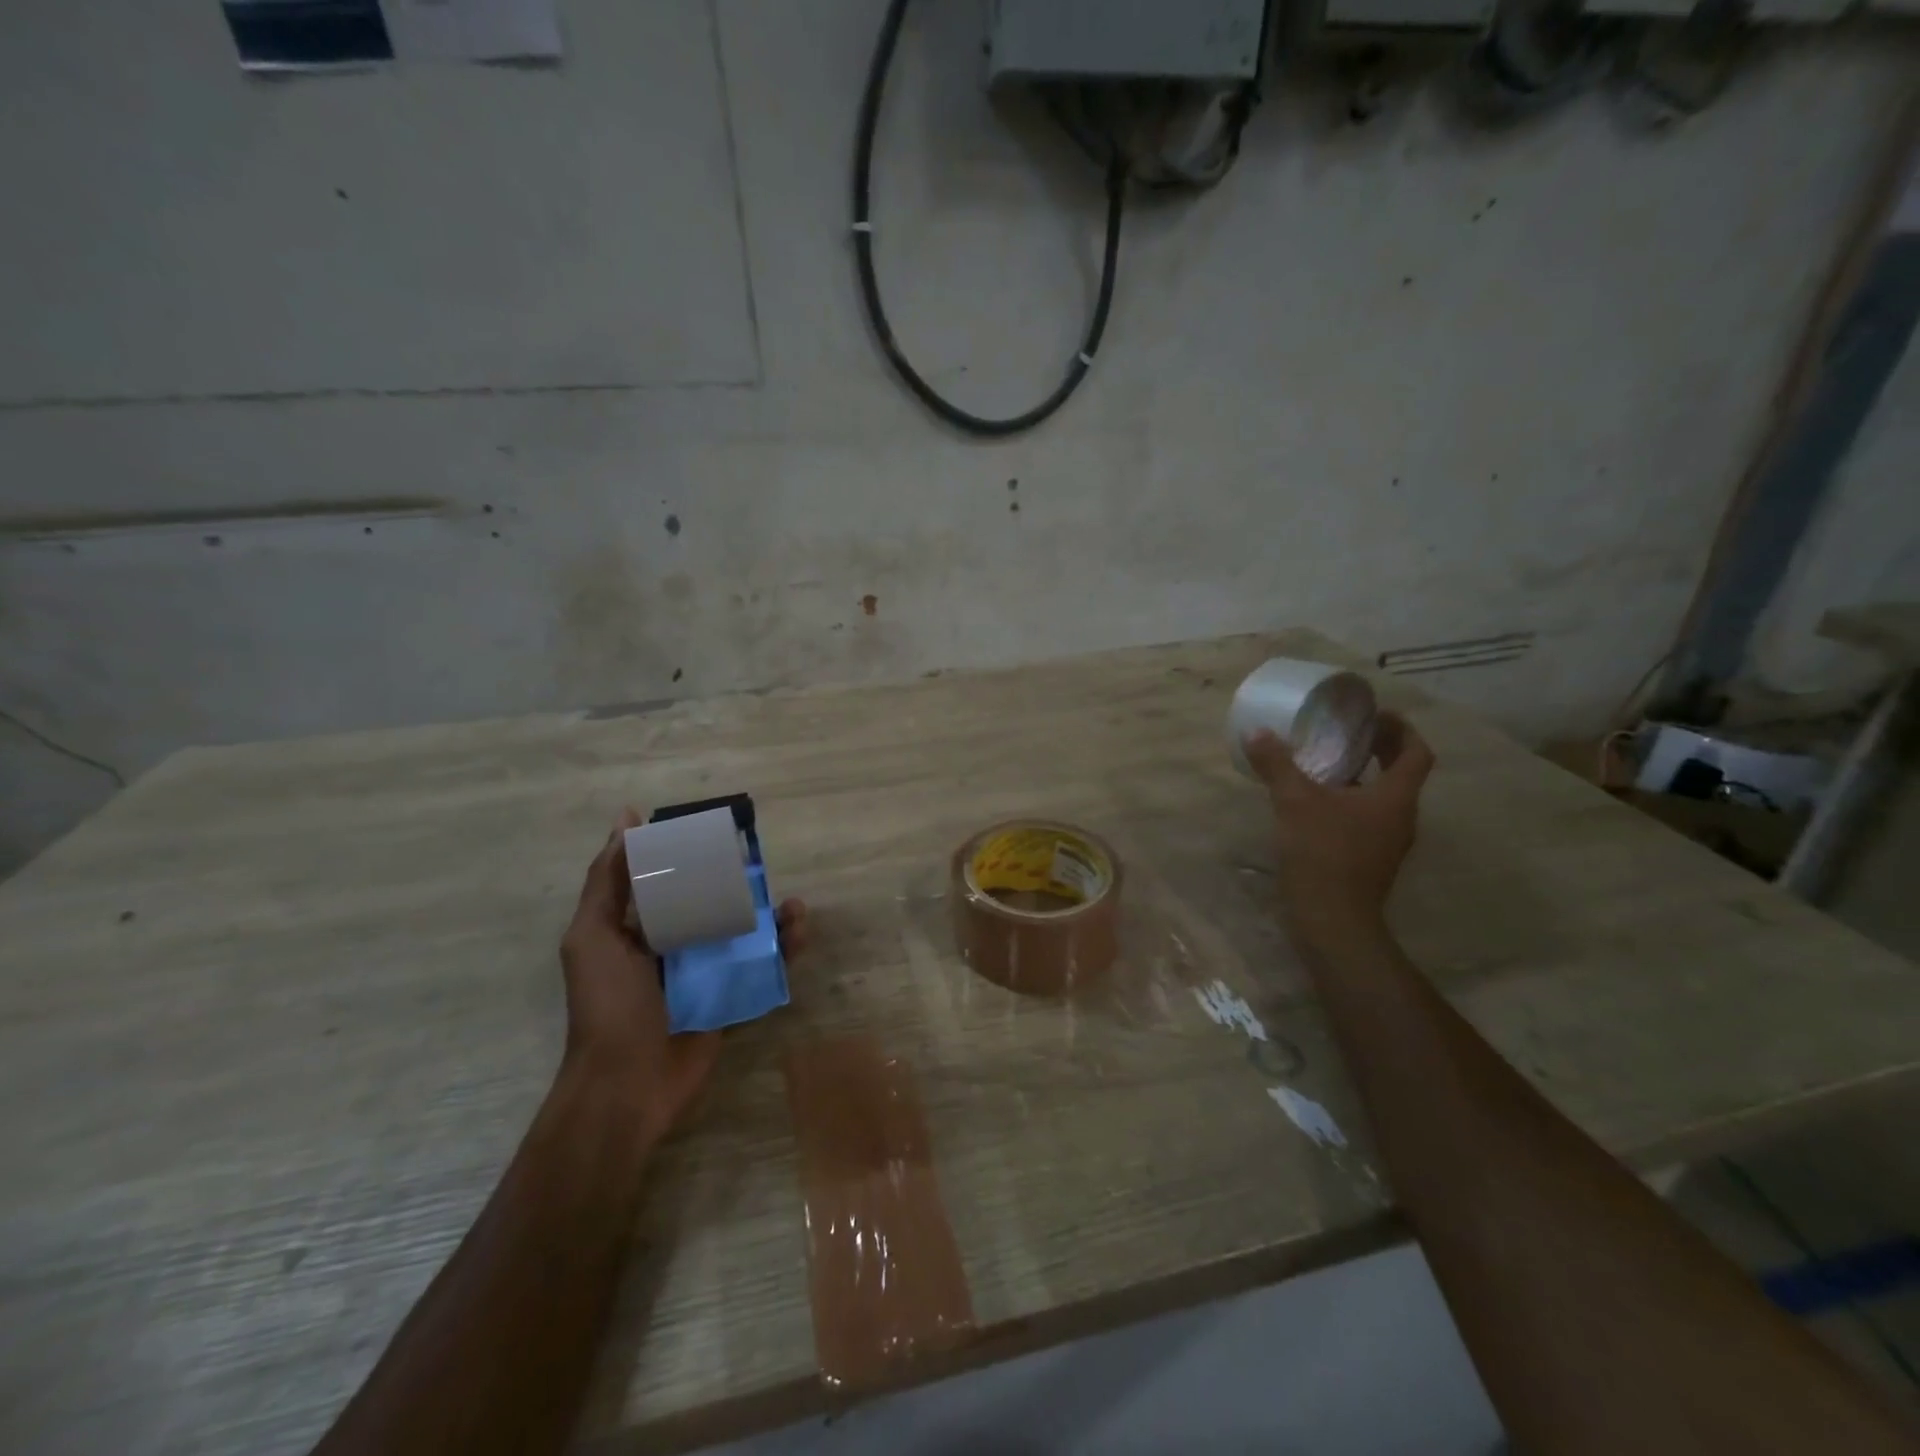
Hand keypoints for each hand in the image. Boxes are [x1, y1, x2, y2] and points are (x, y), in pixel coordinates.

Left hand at [560, 808, 807, 1146]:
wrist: (627, 1085)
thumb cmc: (608, 1004)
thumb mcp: (594, 935)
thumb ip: (608, 881)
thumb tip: (627, 817)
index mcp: (639, 926)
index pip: (670, 876)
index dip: (693, 852)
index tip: (720, 829)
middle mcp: (675, 942)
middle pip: (715, 900)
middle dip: (742, 882)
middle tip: (765, 868)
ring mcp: (706, 970)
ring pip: (745, 930)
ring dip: (773, 915)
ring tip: (794, 907)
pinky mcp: (731, 995)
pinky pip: (763, 965)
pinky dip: (784, 948)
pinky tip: (798, 933)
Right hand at [1243, 710, 1434, 927]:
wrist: (1331, 919)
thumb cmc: (1323, 853)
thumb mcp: (1295, 801)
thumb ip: (1277, 765)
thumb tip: (1256, 731)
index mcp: (1395, 798)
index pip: (1415, 753)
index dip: (1401, 729)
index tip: (1376, 715)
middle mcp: (1400, 817)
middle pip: (1401, 773)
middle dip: (1379, 748)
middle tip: (1348, 731)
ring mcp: (1386, 842)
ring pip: (1382, 797)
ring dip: (1363, 775)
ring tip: (1327, 761)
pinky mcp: (1368, 859)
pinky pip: (1366, 817)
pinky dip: (1349, 800)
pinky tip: (1316, 801)